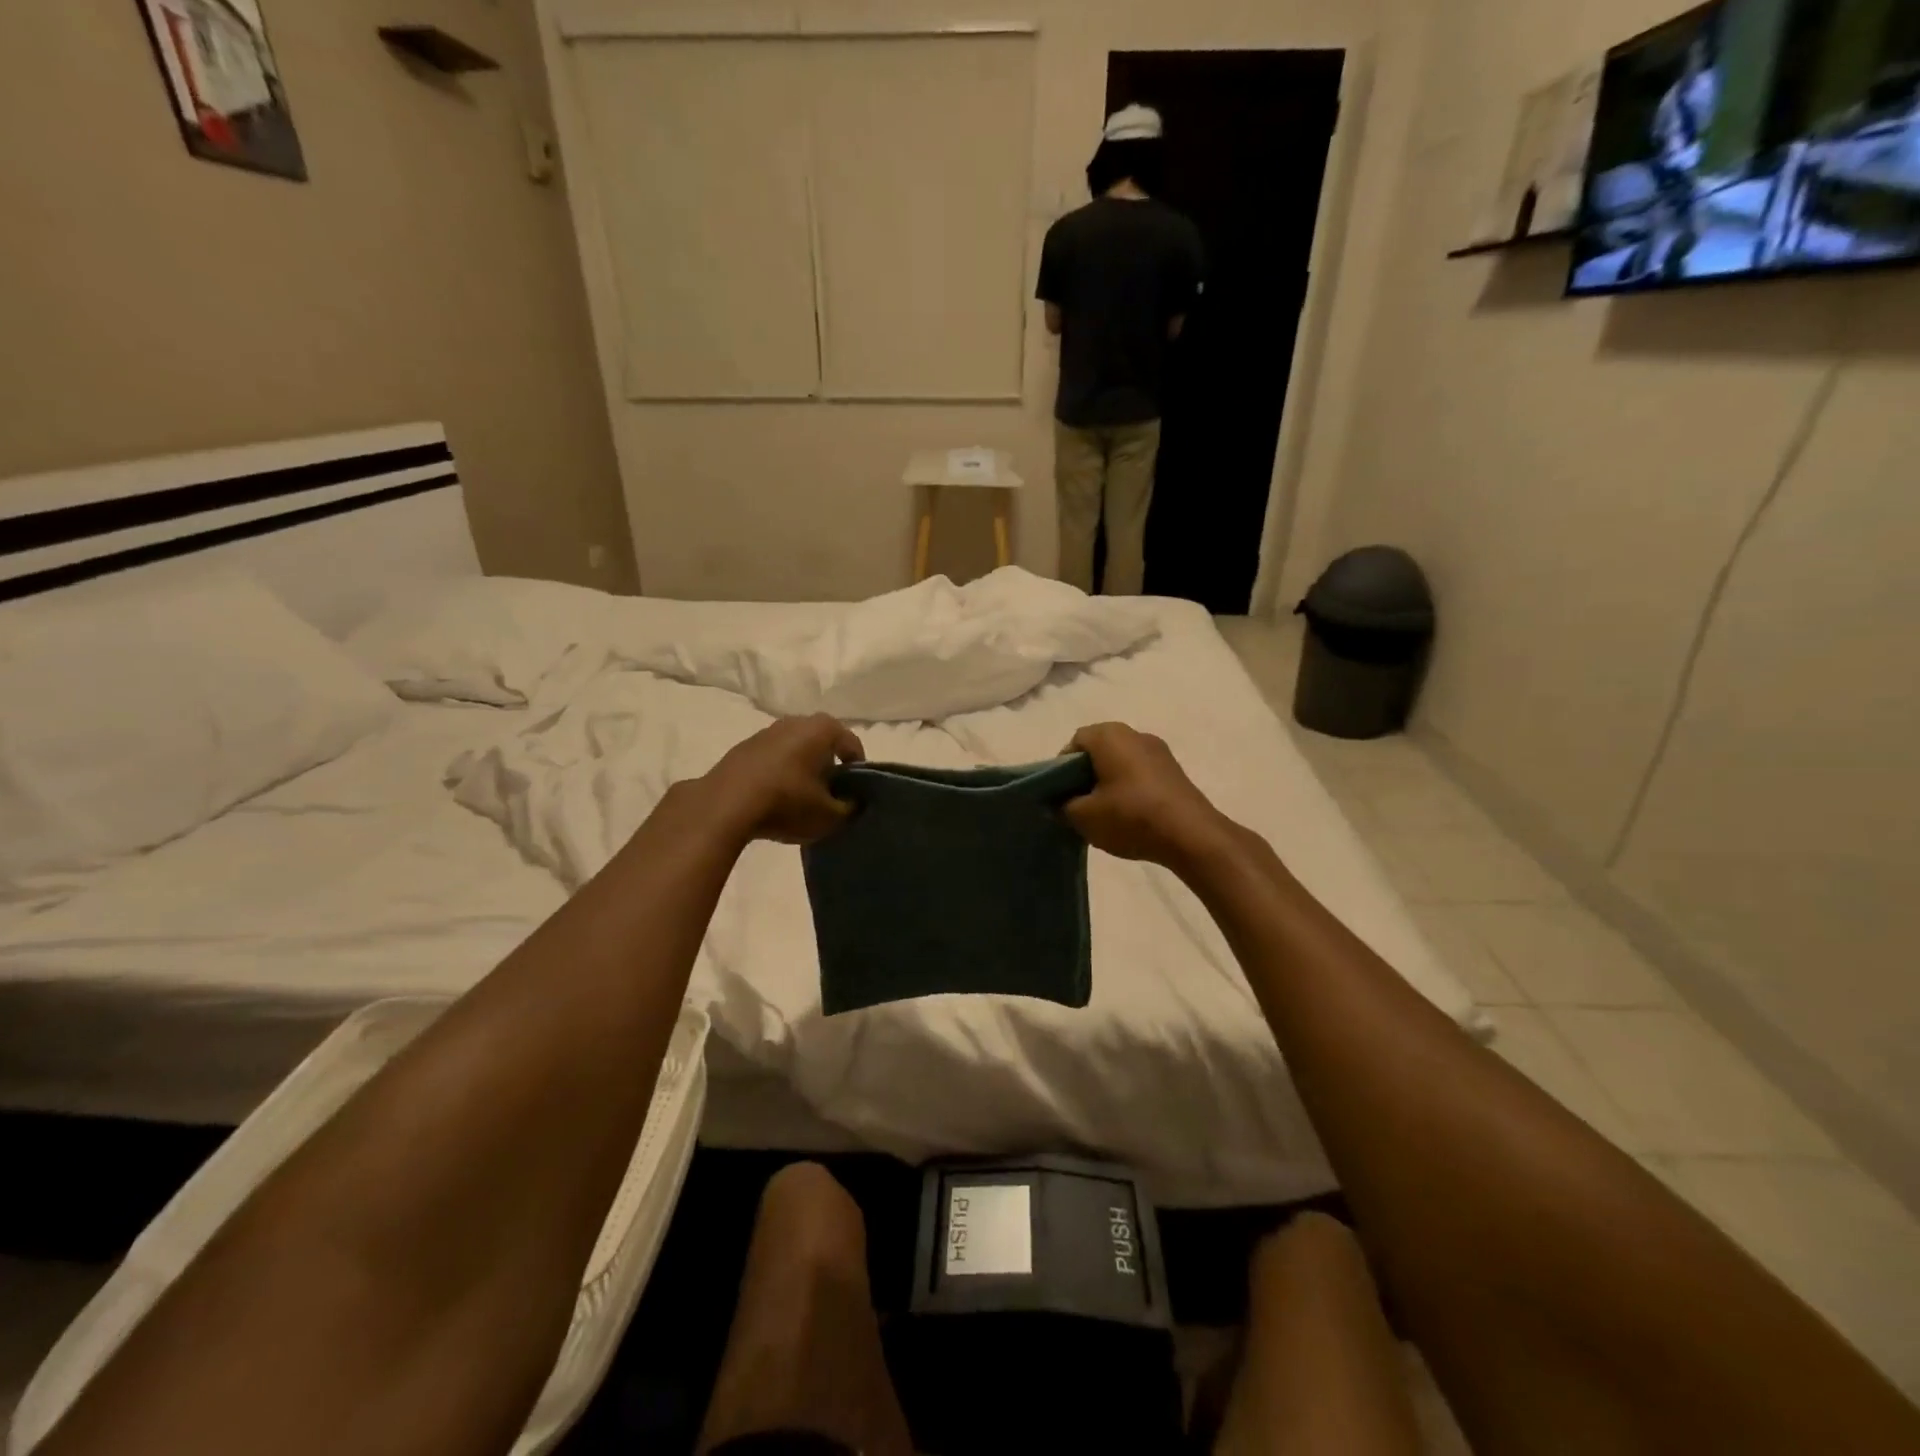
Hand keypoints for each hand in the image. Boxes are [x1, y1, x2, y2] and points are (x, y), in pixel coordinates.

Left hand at [702, 715, 864, 845]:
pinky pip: (772, 760)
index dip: (858, 771)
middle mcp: (795, 721)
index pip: (852, 745)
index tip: (855, 794)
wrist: (724, 806)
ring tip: (802, 799)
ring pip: (795, 750)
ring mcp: (765, 732)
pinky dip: (779, 774)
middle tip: (831, 795)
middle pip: (822, 744)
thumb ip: (850, 808)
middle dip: (829, 767)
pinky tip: (775, 799)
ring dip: (802, 770)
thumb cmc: (787, 803)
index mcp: (822, 729)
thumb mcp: (830, 816)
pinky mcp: (742, 749)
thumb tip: (852, 802)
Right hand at [1061, 723, 1233, 870]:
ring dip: (1108, 783)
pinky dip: (1129, 789)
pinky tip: (1129, 816)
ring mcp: (1159, 751)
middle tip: (1078, 805)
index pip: (1074, 743)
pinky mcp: (1174, 771)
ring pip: (1121, 763)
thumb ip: (1062, 806)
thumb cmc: (1130, 816)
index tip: (1060, 795)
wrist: (1191, 835)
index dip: (1061, 769)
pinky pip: (1141, 774)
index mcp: (1109, 735)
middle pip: (1099, 751)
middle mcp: (1135, 734)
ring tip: (1104, 814)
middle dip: (1085, 776)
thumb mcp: (1083, 817)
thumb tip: (1058, 803)